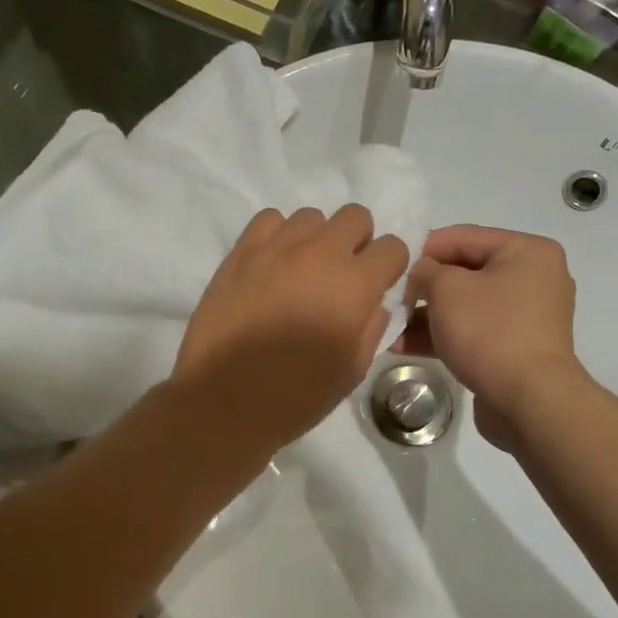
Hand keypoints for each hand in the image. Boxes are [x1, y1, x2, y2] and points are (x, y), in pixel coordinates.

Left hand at [175, 205, 409, 455]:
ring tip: (302, 271)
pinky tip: (272, 264)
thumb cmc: (295, 396)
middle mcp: (320, 254)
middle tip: (341, 275)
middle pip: (356, 216)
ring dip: (317, 239)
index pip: (393, 247)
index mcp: (355, 285)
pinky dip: (278, 235)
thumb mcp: (351, 371)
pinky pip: (269, 220)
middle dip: (357, 241)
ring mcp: (277, 248)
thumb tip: (372, 303)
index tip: (376, 286)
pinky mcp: (241, 252)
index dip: (389, 267)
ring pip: (312, 216)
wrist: (225, 401)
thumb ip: (371, 328)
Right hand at [397, 225, 578, 449]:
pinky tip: (402, 347)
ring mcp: (524, 317)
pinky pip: (471, 332)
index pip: (462, 236)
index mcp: (526, 251)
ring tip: (387, 326)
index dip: (421, 248)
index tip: (388, 263)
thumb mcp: (447, 289)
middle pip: (463, 272)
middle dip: (421, 287)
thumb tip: (416, 273)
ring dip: (424, 315)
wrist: (529, 402)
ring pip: (464, 306)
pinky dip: (441, 336)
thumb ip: (424, 270)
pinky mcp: (514, 349)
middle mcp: (532, 278)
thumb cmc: (490, 331)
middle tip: (386, 297)